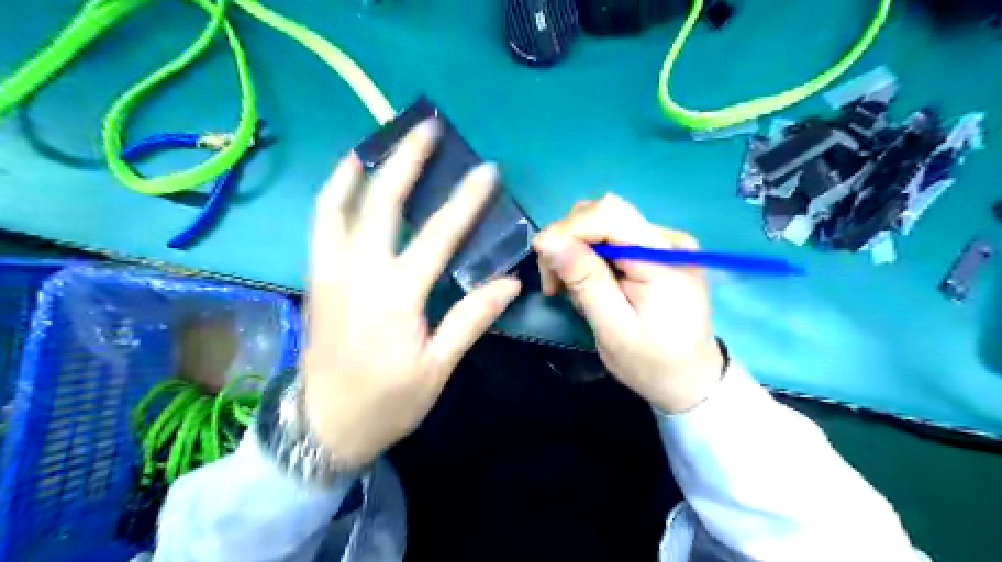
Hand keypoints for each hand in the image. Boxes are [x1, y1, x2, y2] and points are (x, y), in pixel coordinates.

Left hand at [304, 121, 524, 467]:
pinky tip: (347, 182)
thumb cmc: (387, 403)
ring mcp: (328, 273)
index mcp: (395, 299)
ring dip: (360, 169)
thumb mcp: (436, 369)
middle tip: (425, 129)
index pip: (437, 236)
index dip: (465, 201)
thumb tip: (508, 283)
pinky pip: (320, 225)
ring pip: (337, 206)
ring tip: (378, 141)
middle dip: (405, 161)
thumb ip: (470, 320)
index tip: (485, 171)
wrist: (322, 427)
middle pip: (381, 204)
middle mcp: (358, 275)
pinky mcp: (314, 279)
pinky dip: (333, 195)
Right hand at [537, 194, 724, 412]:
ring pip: (603, 224)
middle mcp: (667, 240)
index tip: (542, 257)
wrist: (690, 379)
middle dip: (569, 241)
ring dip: (576, 251)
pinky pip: (612, 239)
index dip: (568, 228)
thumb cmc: (652, 363)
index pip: (609, 215)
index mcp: (663, 258)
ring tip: (572, 291)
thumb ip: (584, 281)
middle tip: (555, 283)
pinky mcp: (655, 251)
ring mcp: (663, 243)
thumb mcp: (613, 329)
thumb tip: (548, 240)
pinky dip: (590, 258)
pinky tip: (590, 285)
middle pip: (604, 214)